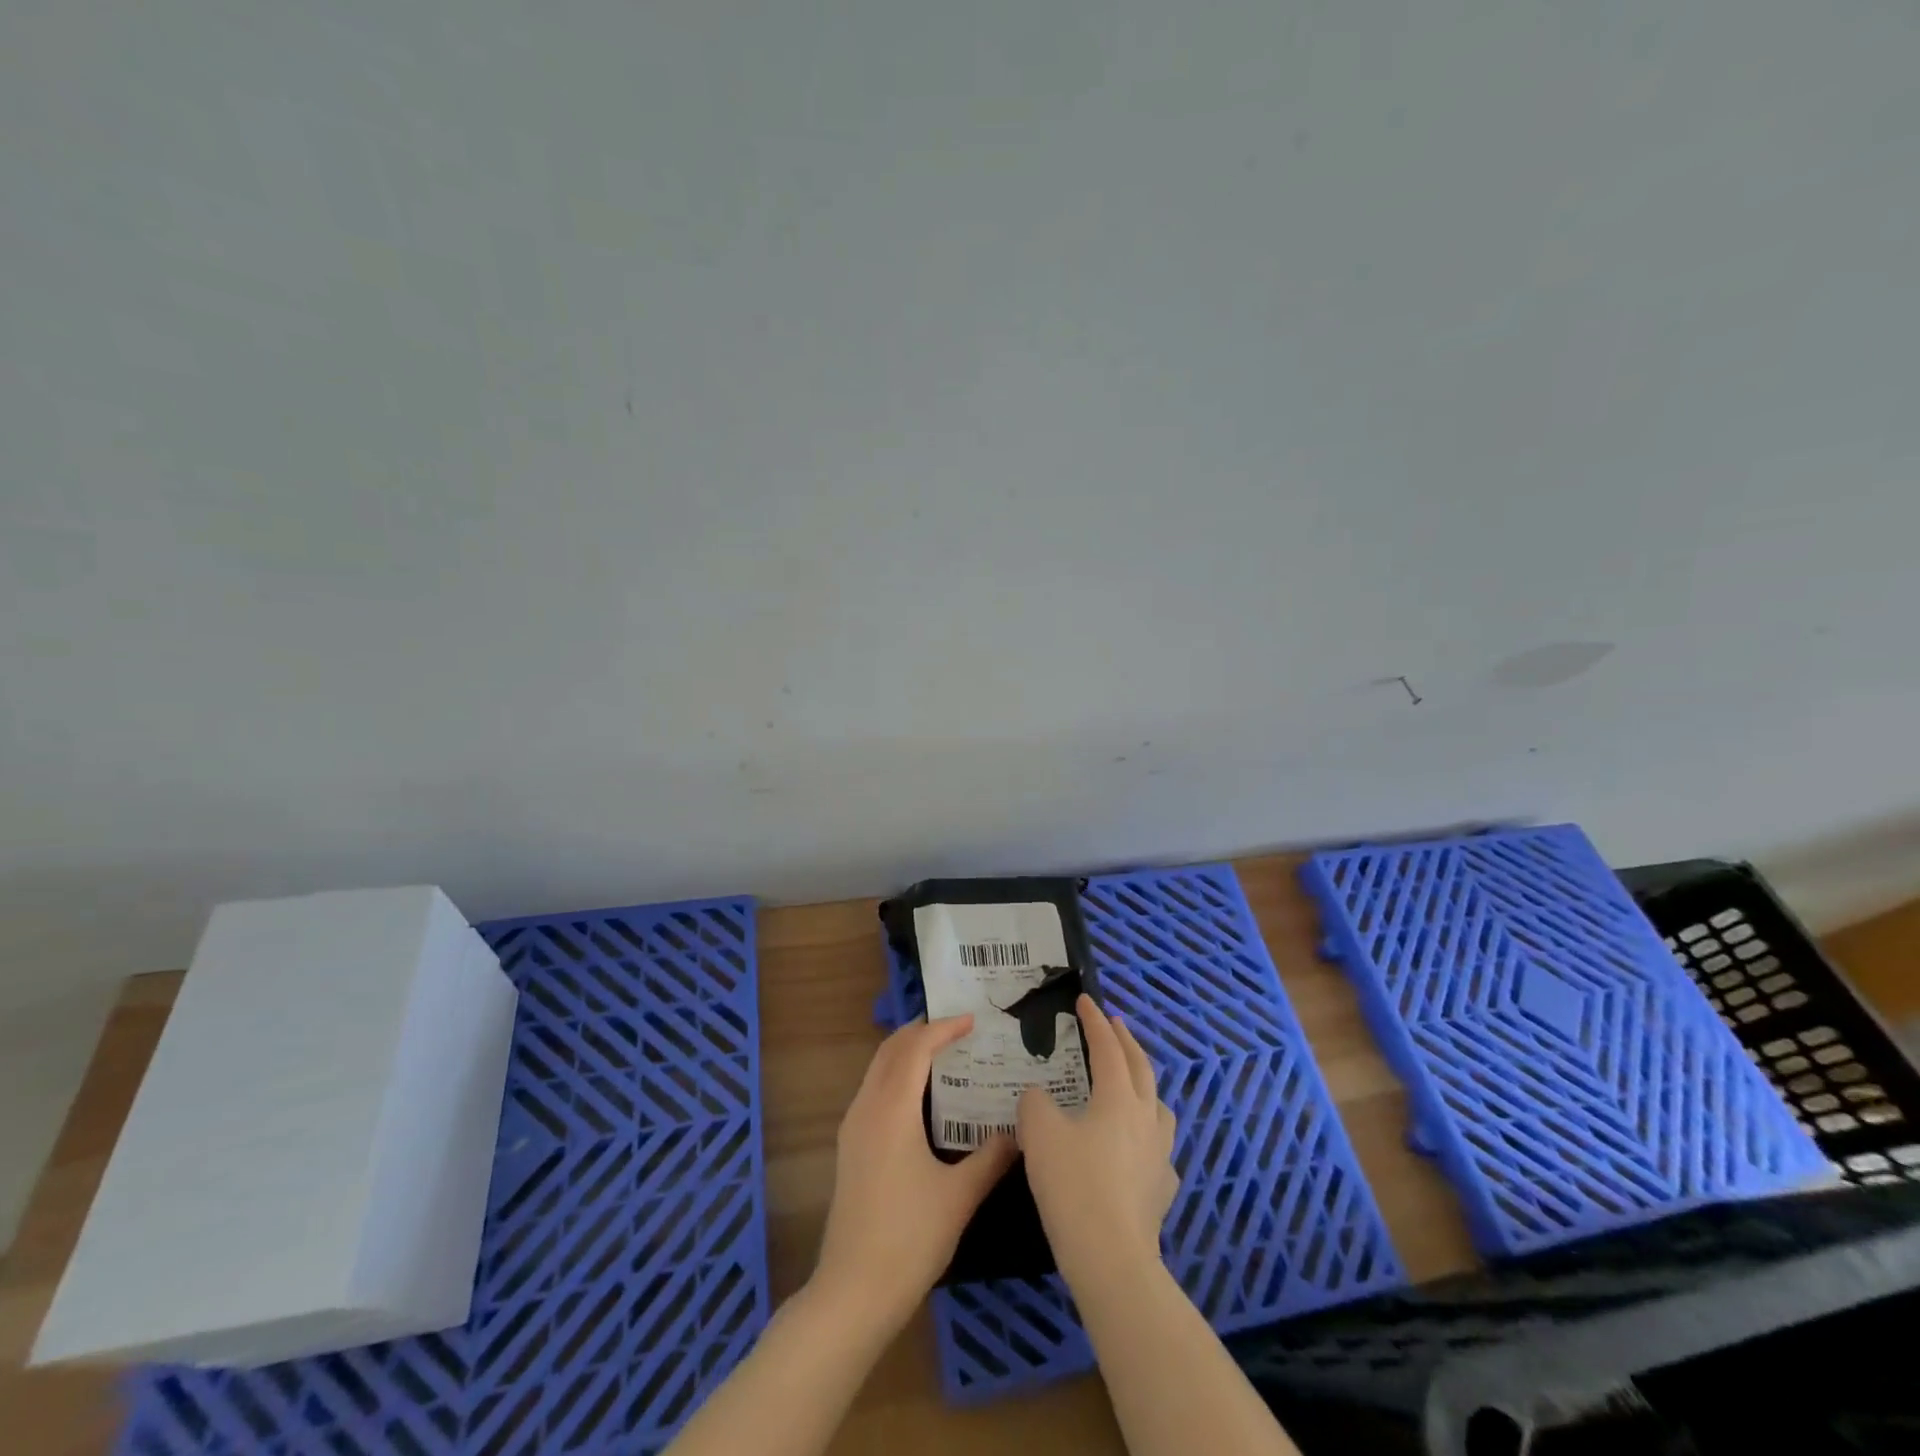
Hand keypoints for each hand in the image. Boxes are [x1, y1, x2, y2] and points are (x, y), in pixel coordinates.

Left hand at [812, 1015, 1017, 1331]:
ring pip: (878, 1068)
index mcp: (892, 1109)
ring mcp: (853, 1127)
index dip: (943, 1028)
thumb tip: (1019, 1132)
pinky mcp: (850, 1146)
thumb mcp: (960, 1196)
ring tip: (944, 1055)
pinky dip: (897, 1075)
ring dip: (907, 1052)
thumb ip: (991, 1157)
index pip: (916, 1048)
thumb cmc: (910, 1237)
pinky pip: (873, 1089)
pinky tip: (921, 1097)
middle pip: (891, 1049)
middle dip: (921, 1031)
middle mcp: (867, 1107)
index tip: (972, 1020)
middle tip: (957, 1028)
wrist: (854, 1290)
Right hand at [1019, 995, 1178, 1291]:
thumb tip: (1040, 1097)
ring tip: (1131, 1082)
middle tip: (1114, 1023)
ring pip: (1159, 1106)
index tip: (1086, 1000)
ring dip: (1144, 1084)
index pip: (1107, 1047)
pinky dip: (1147, 1135)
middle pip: (1140, 1067)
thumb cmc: (1073, 1185)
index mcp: (1117, 1097)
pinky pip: (1159, 1149)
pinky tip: (1136, 1148)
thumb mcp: (1038, 1133)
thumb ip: (1035, 1103)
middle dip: (1125, 1041)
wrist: (1111, 1258)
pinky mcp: (1163, 1189)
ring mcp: (1160, 1154)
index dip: (1095, 1021)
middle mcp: (1145, 1117)